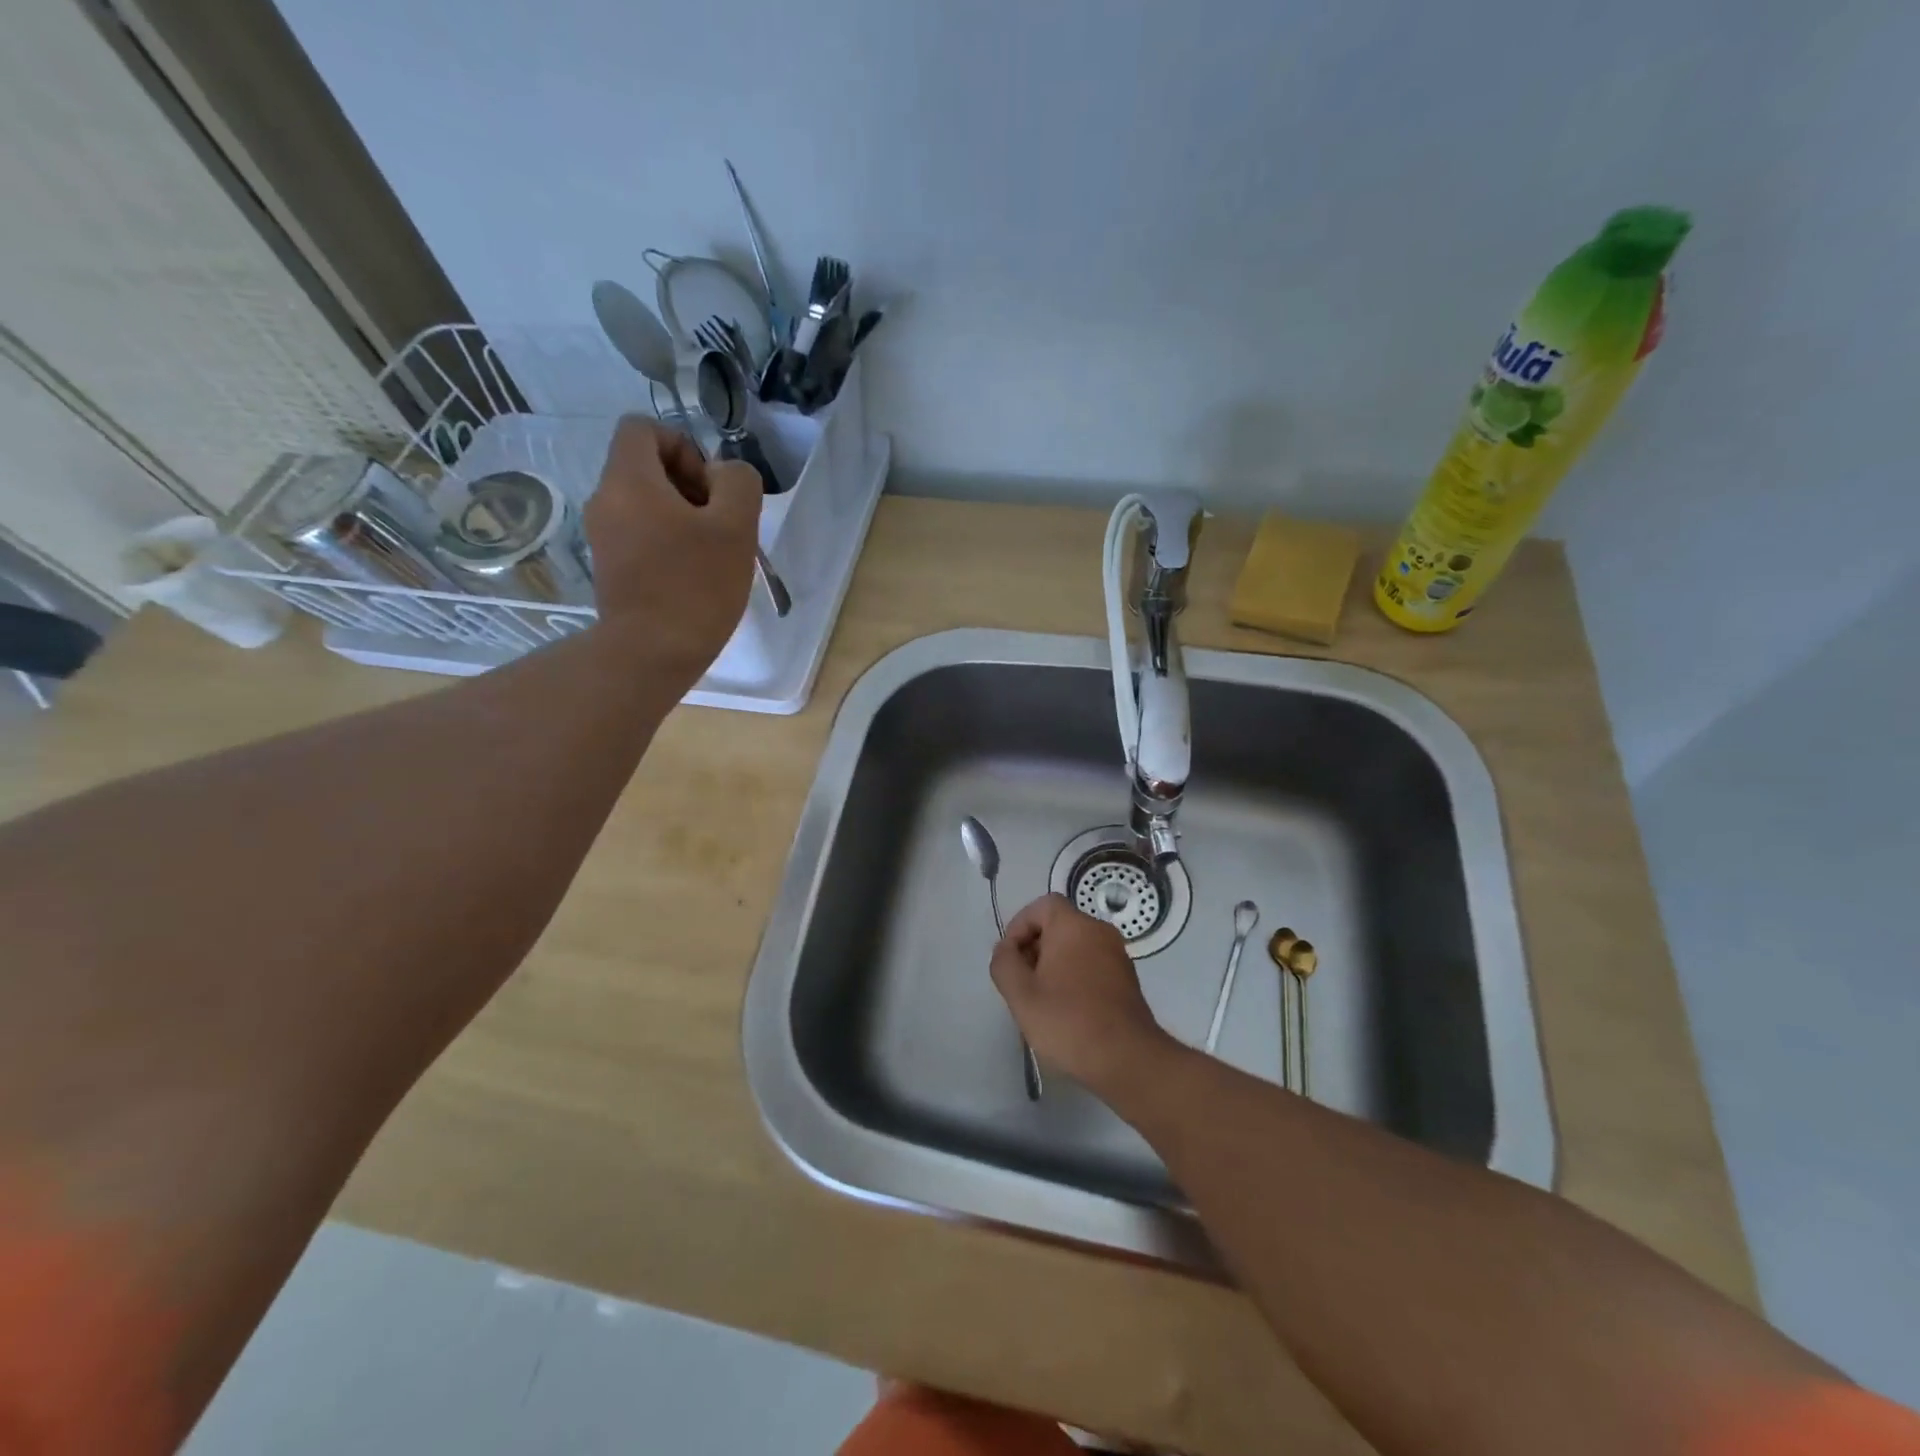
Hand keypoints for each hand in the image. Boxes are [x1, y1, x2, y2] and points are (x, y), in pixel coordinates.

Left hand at [583, 416, 760, 683]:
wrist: (651, 653)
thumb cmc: (696, 586)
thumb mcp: (736, 527)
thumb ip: (738, 483)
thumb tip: (722, 476)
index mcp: (628, 480)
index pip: (643, 427)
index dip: (683, 445)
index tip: (710, 488)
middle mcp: (605, 500)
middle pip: (645, 465)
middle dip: (688, 484)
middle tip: (718, 524)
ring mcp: (602, 536)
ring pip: (644, 502)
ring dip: (682, 516)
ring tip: (711, 554)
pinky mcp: (609, 566)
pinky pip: (640, 533)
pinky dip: (667, 541)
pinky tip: (692, 574)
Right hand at [989, 893, 1176, 1097]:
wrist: (1127, 1059)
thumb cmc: (1069, 1021)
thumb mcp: (1021, 995)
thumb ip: (1004, 963)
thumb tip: (1006, 949)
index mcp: (1074, 926)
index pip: (1042, 905)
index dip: (1019, 926)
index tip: (1010, 959)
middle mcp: (1099, 931)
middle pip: (1058, 925)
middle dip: (1034, 947)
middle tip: (1022, 982)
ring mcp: (1117, 954)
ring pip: (1075, 945)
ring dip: (1053, 964)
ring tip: (1040, 1000)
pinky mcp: (1127, 978)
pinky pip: (1092, 963)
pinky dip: (1074, 975)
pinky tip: (1066, 1010)